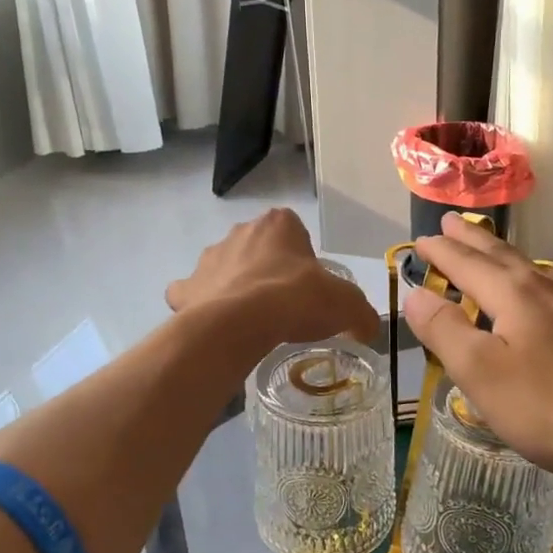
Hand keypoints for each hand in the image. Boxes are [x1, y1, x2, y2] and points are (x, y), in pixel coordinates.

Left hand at [167, 209, 380, 351]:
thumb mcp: (346, 305)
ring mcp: (208, 258)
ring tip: (253, 321)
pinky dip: (201, 305)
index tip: (309, 287)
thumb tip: (368, 328)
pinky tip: (217, 325)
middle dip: (268, 270)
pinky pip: (192, 293)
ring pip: (225, 268)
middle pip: (258, 248)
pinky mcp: (185, 288)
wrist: (241, 324)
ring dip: (236, 286)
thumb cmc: (297, 300)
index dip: (303, 258)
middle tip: (285, 306)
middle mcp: (240, 232)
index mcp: (279, 224)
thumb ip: (362, 314)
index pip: (294, 231)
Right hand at [401, 216, 552, 499]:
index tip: (421, 239)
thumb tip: (416, 293)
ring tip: (506, 259)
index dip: (441, 252)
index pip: (468, 264)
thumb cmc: (550, 409)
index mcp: (516, 294)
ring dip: (518, 261)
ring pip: (547, 272)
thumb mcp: (481, 374)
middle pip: (506, 257)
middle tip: (454, 222)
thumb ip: (445, 330)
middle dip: (475, 241)